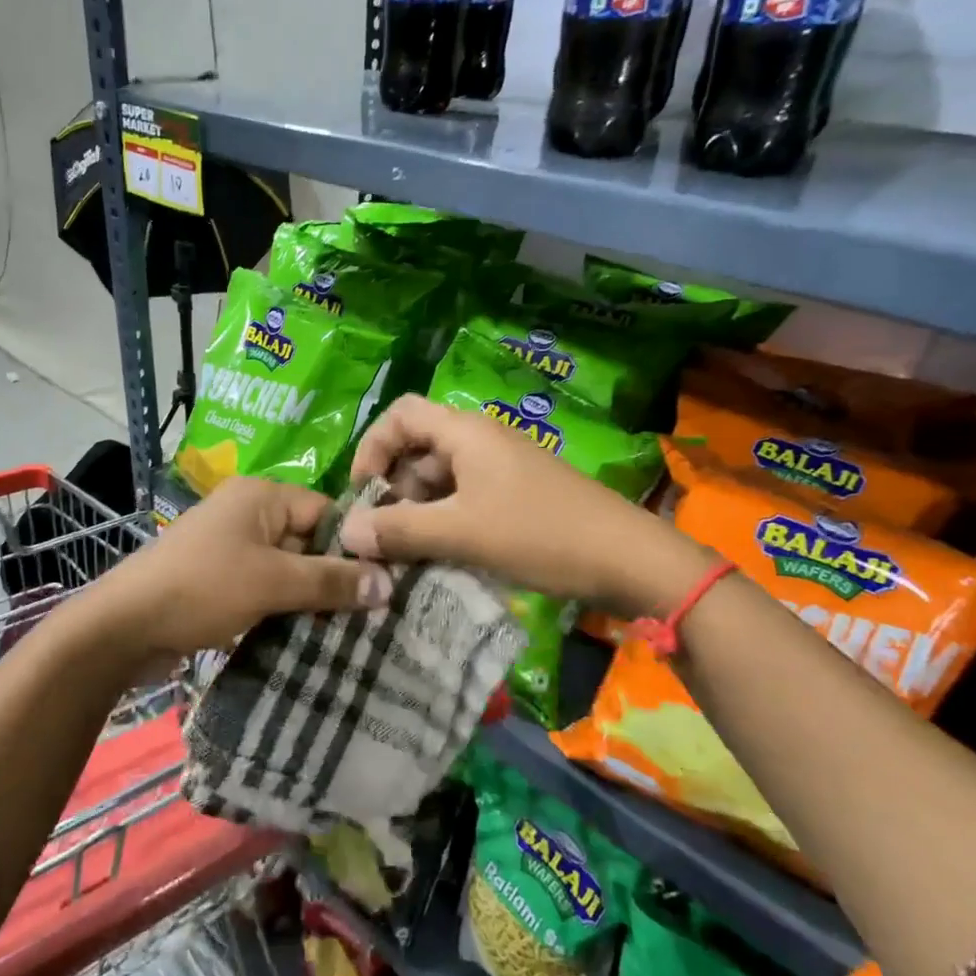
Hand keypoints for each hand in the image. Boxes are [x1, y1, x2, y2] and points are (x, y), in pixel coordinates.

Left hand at [86, 477, 390, 668]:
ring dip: (311, 597)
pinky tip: (310, 636)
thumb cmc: (202, 588)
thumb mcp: (273, 581)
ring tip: (351, 629)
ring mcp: (230, 548)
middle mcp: (247, 513)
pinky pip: (265, 588)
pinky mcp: (219, 581)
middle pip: (308, 540)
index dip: (356, 544)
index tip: (388, 581)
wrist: (123, 626)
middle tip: (375, 612)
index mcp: (261, 496)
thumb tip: (389, 583)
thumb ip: (331, 581)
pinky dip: (284, 608)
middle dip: (335, 576)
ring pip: (287, 568)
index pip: (326, 511)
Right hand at [340, 395, 703, 611]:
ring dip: (417, 511)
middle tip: (384, 536)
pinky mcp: (516, 496)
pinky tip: (441, 556)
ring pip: (440, 479)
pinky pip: (464, 499)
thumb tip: (347, 531)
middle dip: (393, 489)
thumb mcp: (461, 533)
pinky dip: (444, 522)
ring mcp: (501, 469)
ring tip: (408, 554)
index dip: (372, 448)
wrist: (628, 559)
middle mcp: (481, 441)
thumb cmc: (539, 535)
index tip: (362, 494)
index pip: (400, 415)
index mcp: (465, 433)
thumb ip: (399, 530)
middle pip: (417, 449)